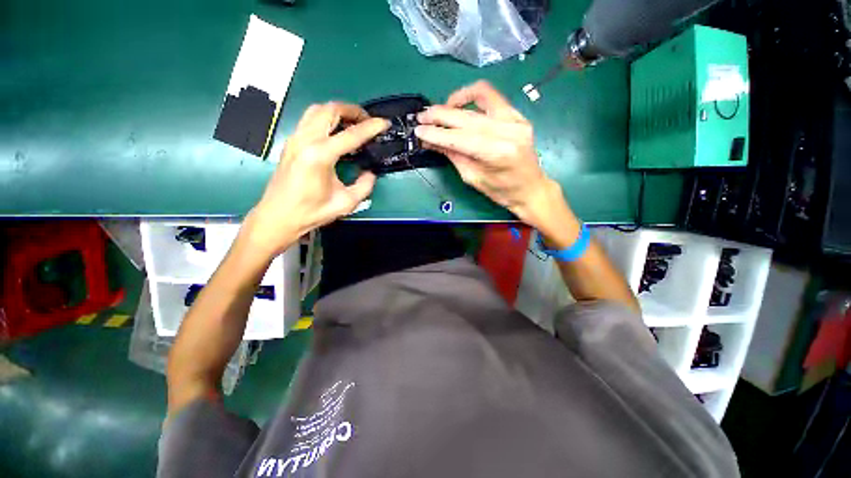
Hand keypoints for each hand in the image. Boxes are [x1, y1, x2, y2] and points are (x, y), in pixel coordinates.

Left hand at [244, 102, 388, 256]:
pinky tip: (336, 132)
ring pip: (317, 110)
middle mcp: (305, 140)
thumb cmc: (311, 212)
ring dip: (338, 111)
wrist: (278, 216)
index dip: (371, 127)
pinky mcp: (291, 143)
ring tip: (353, 123)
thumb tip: (370, 174)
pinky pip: (309, 119)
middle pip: (330, 110)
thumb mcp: (345, 203)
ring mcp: (295, 139)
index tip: (384, 123)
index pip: (351, 134)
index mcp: (320, 156)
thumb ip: (364, 186)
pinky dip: (326, 118)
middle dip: (352, 111)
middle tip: (368, 121)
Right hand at [414, 81, 558, 228]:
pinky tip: (460, 107)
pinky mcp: (517, 115)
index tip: (419, 131)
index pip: (460, 138)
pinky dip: (472, 98)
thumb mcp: (472, 178)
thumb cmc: (502, 192)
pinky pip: (491, 97)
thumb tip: (431, 141)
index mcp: (498, 153)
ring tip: (440, 111)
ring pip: (480, 96)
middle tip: (421, 117)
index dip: (437, 133)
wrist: (531, 189)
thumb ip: (453, 156)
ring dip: (455, 101)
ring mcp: (516, 119)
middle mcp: (509, 130)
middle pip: (467, 117)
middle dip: (440, 115)